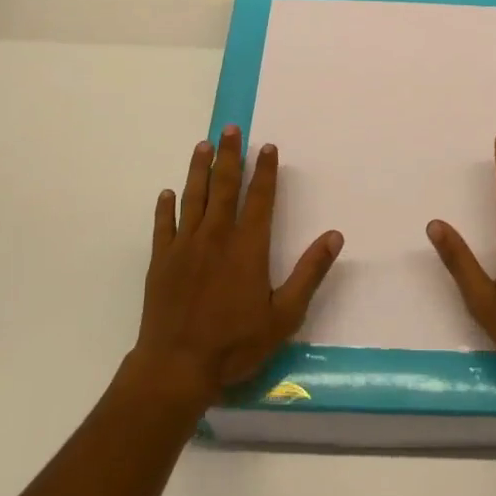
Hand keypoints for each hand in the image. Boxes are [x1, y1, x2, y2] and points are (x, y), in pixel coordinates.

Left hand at [129, 125, 342, 409]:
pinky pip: (163, 225)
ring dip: (198, 169)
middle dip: (229, 156)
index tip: (267, 146)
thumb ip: (309, 273)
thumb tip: (334, 236)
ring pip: (193, 197)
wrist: (177, 366)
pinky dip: (165, 207)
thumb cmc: (235, 344)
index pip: (259, 198)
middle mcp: (215, 237)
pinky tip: (167, 193)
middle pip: (223, 187)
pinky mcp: (161, 261)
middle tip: (230, 128)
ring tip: (203, 145)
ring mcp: (184, 246)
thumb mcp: (284, 315)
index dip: (264, 171)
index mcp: (247, 247)